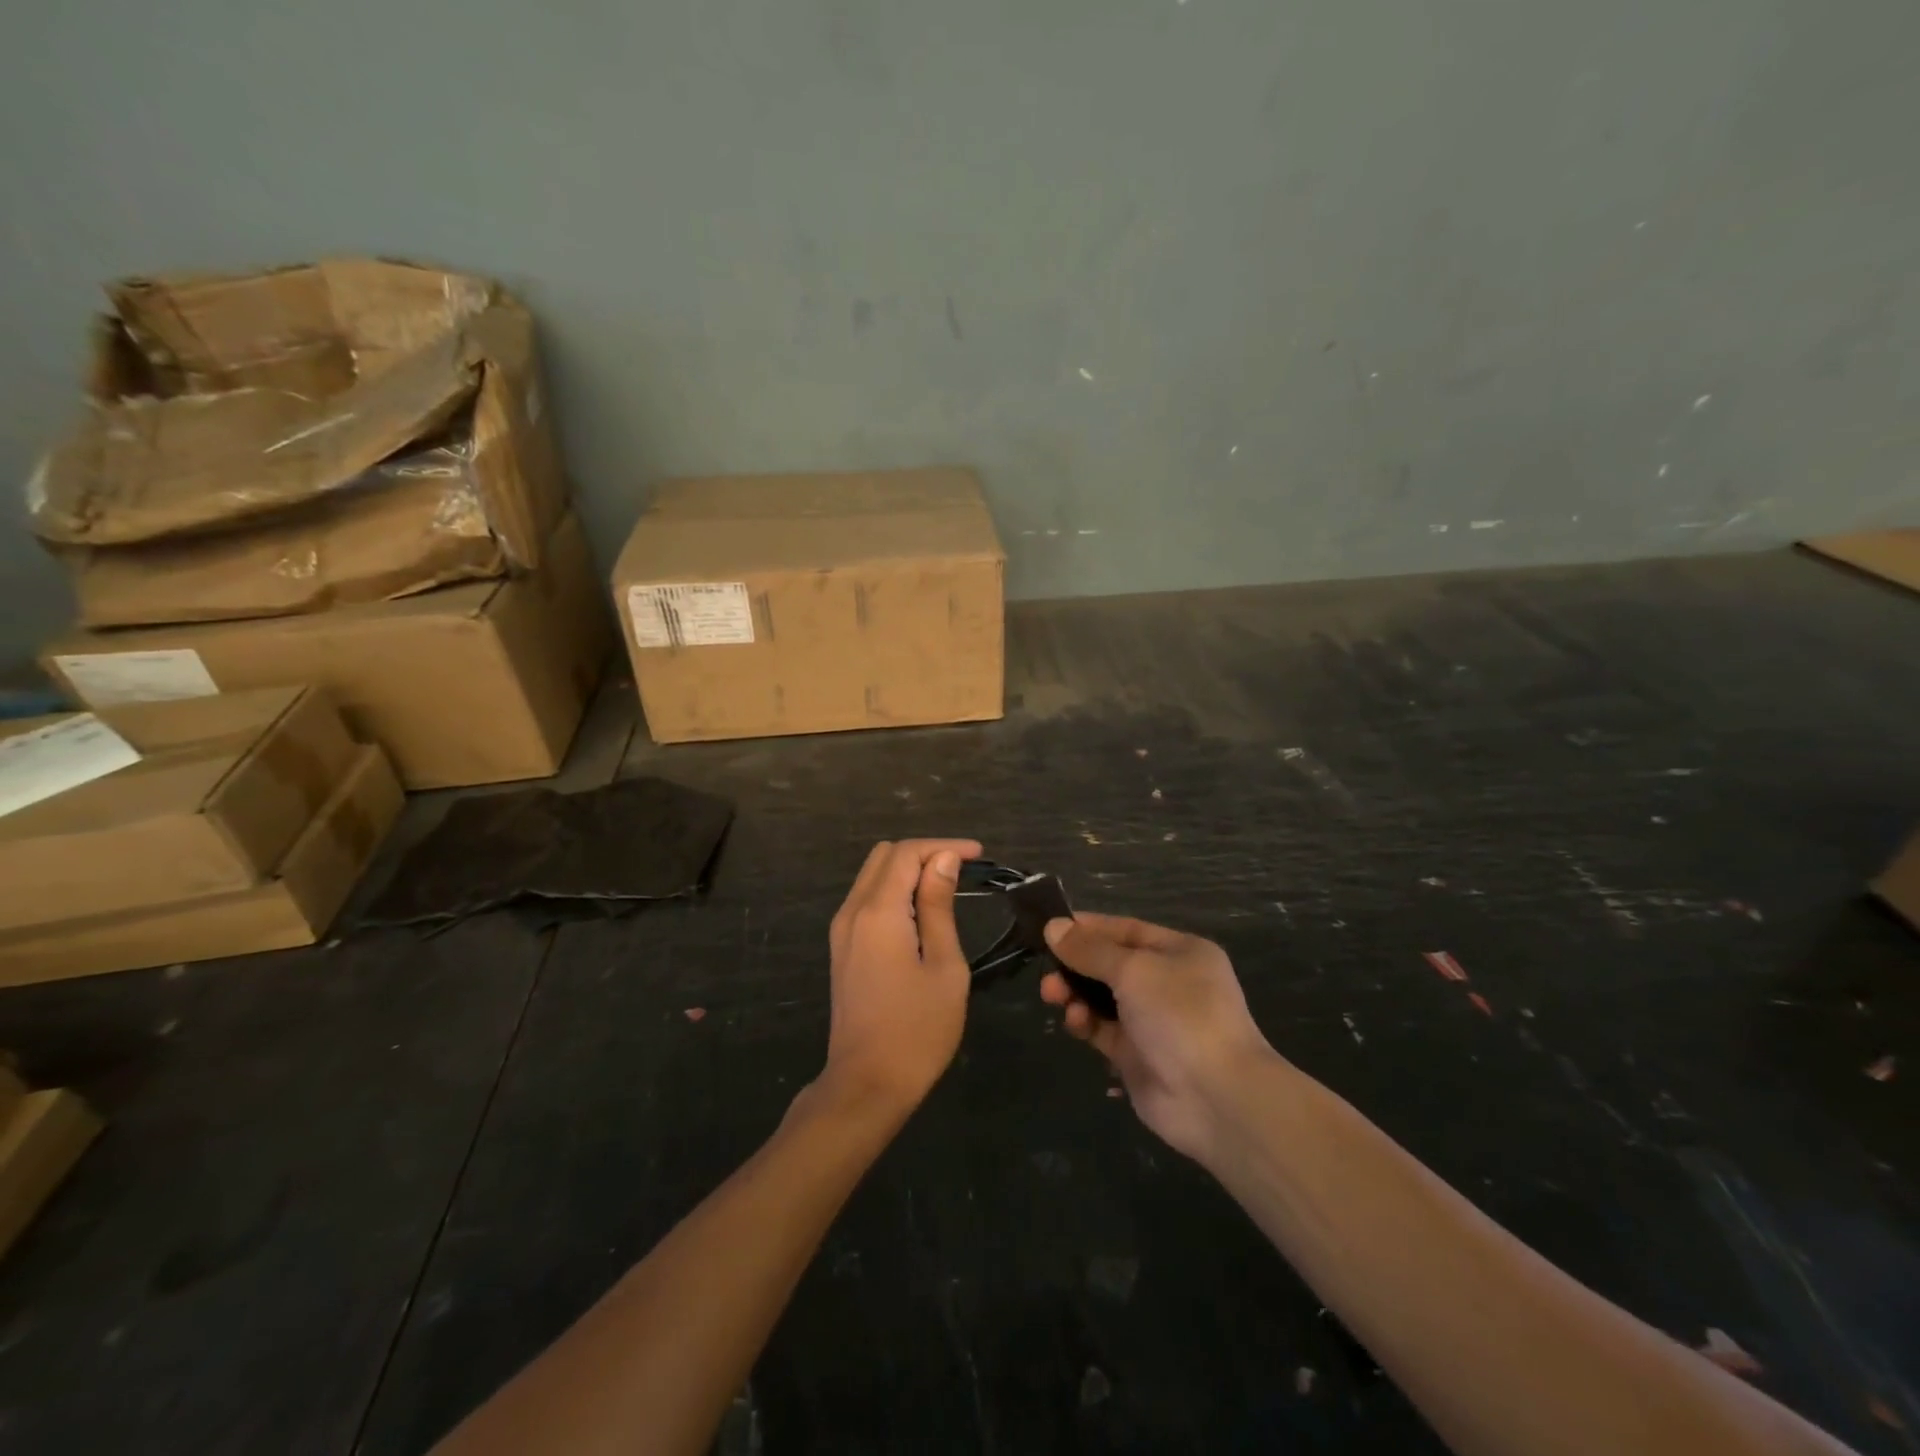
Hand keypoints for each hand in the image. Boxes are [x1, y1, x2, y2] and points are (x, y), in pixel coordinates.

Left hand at [821, 839, 981, 1112]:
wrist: (866, 1085)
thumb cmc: (917, 1029)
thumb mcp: (944, 966)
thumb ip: (938, 906)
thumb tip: (943, 860)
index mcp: (878, 912)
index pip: (907, 853)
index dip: (943, 846)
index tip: (978, 855)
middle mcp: (852, 911)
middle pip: (884, 856)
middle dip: (924, 853)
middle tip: (963, 869)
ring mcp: (842, 930)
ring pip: (872, 876)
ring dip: (908, 870)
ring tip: (947, 886)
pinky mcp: (842, 948)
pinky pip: (866, 899)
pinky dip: (894, 891)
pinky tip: (921, 909)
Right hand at [1040, 913, 1275, 1161]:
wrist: (1217, 1098)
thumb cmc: (1180, 1014)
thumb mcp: (1133, 970)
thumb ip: (1090, 950)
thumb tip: (1053, 926)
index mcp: (1180, 952)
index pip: (1126, 930)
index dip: (1089, 927)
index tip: (1050, 928)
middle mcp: (1168, 982)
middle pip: (1111, 965)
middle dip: (1076, 965)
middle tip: (1047, 971)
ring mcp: (1154, 1021)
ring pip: (1103, 998)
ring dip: (1075, 993)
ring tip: (1052, 995)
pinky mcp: (1138, 1056)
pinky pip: (1103, 1030)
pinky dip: (1086, 1023)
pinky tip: (1075, 1022)